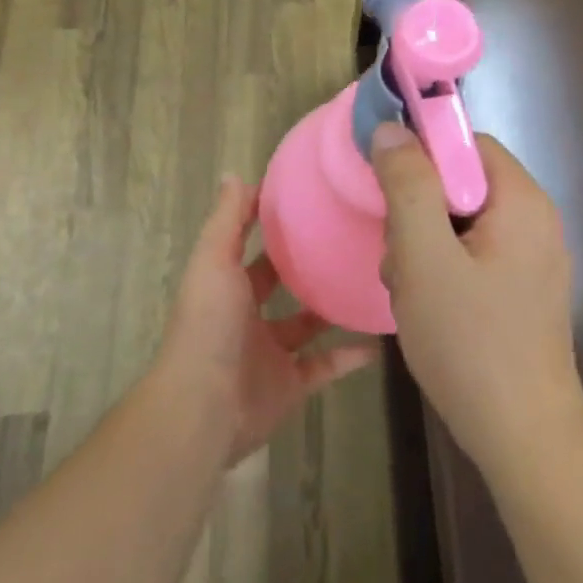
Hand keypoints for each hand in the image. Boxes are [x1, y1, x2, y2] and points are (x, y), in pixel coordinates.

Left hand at [159, 176, 379, 464]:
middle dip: (306, 264)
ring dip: (332, 308)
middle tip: (348, 238)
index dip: (271, 224)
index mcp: (227, 284)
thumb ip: (227, 221)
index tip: (308, 200)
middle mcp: (247, 316)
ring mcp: (270, 352)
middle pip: (280, 284)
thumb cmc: (208, 325)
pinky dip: (350, 356)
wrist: (203, 408)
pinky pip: (325, 366)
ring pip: (307, 324)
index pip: (251, 247)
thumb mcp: (213, 261)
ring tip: (369, 281)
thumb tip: (234, 174)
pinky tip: (379, 340)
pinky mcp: (291, 384)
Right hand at [371, 125, 582, 474]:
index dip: (421, 153)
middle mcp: (535, 221)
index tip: (387, 188)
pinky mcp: (521, 292)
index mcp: (522, 201)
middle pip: (461, 184)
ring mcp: (532, 260)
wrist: (524, 439)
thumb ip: (408, 186)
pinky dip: (442, 271)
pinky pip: (471, 256)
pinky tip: (427, 308)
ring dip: (424, 246)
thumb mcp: (424, 257)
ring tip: (410, 290)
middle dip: (418, 211)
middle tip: (400, 254)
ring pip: (460, 223)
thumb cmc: (471, 342)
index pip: (466, 143)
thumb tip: (392, 130)